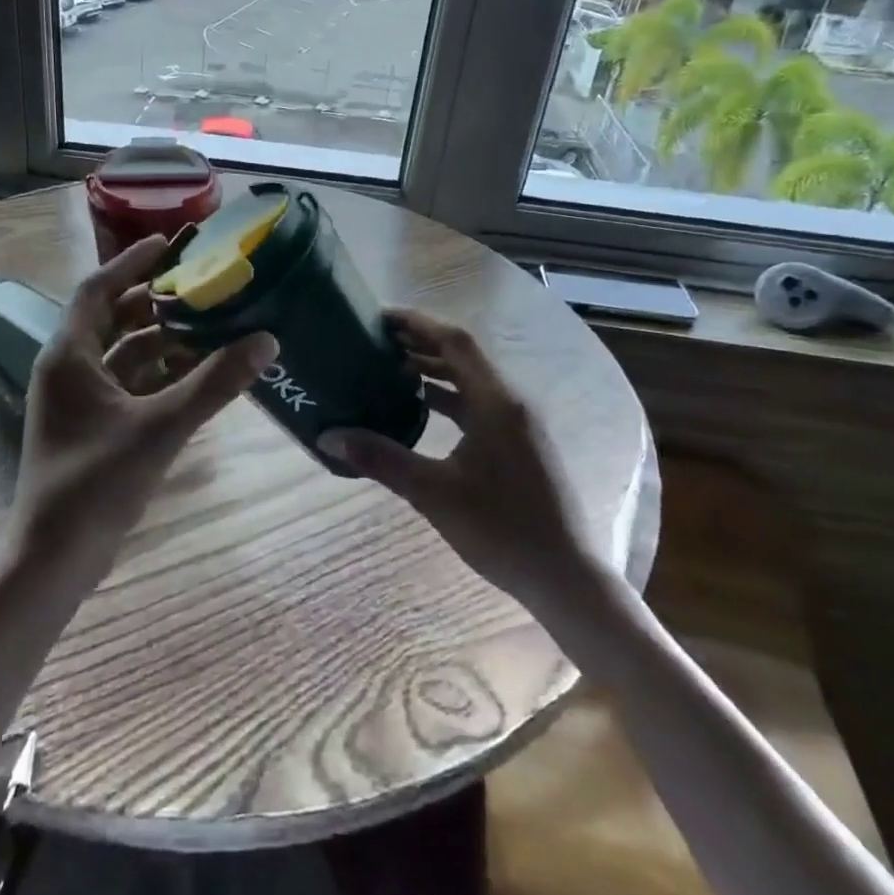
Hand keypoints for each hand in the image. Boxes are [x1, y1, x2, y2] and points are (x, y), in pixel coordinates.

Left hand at [14, 235, 276, 580]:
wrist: (55, 559)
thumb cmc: (96, 484)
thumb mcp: (161, 428)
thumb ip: (214, 384)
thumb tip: (266, 340)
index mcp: (69, 354)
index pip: (98, 289)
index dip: (131, 262)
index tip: (169, 243)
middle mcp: (68, 368)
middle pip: (114, 318)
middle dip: (156, 302)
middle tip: (203, 287)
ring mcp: (78, 400)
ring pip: (124, 354)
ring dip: (163, 340)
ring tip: (211, 326)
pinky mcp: (92, 426)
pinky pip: (128, 384)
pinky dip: (159, 374)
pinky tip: (197, 374)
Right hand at [319, 308, 604, 608]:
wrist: (565, 577)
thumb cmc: (501, 530)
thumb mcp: (433, 493)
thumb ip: (381, 459)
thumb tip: (329, 436)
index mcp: (496, 402)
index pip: (455, 342)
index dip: (417, 324)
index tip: (380, 317)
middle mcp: (511, 402)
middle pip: (463, 356)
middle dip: (420, 344)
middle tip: (376, 341)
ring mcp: (519, 423)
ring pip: (471, 381)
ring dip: (433, 370)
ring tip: (389, 369)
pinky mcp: (519, 443)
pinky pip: (478, 404)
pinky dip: (447, 397)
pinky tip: (419, 409)